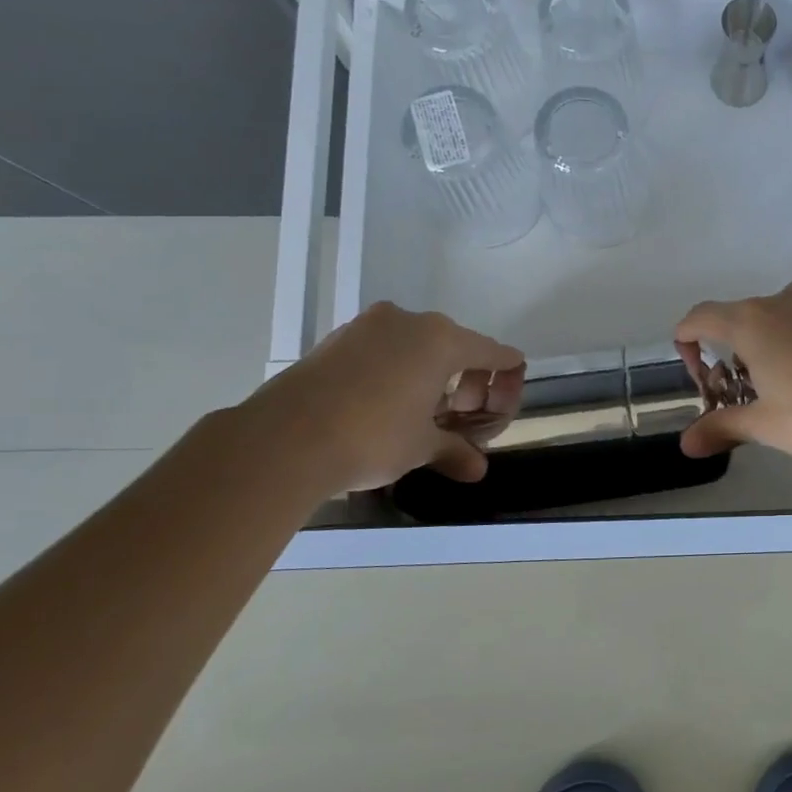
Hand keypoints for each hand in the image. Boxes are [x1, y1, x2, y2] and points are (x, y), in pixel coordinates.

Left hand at [247, 302, 524, 491]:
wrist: (284, 439)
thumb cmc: (373, 437)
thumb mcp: (422, 447)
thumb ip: (455, 450)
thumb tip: (477, 470)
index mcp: (442, 340)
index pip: (493, 352)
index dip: (507, 377)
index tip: (506, 399)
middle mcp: (409, 321)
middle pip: (456, 346)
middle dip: (467, 381)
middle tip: (462, 417)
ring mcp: (368, 326)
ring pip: (416, 346)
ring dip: (430, 375)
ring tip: (424, 413)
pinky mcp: (336, 339)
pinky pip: (383, 350)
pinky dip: (396, 371)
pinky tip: (387, 404)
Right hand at [673, 281, 791, 463]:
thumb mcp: (764, 424)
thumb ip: (721, 426)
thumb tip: (687, 445)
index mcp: (752, 321)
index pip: (700, 318)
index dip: (687, 344)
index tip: (699, 377)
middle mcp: (782, 301)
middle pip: (738, 319)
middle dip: (729, 354)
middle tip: (739, 394)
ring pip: (775, 320)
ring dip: (765, 349)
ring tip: (779, 391)